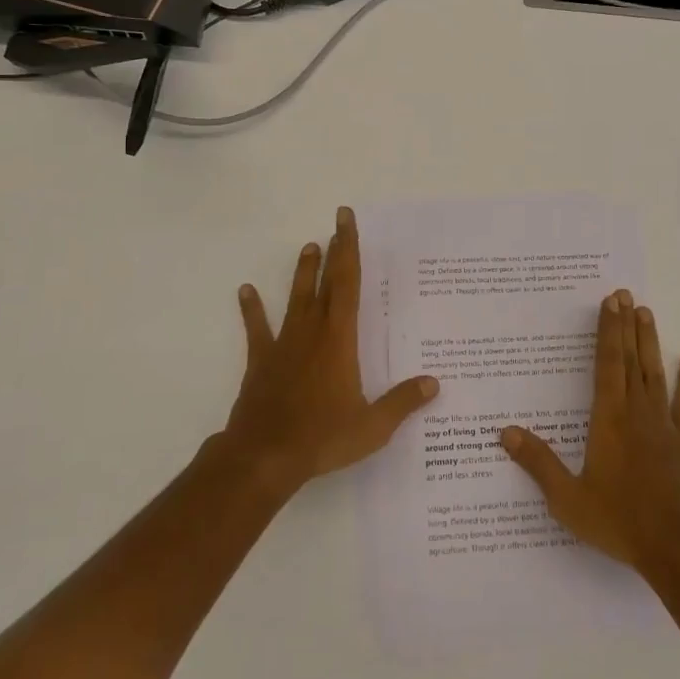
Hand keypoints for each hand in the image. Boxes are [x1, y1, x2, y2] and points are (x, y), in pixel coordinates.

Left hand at [222, 207, 439, 495]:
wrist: (263, 456)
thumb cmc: (322, 438)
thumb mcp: (372, 426)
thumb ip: (403, 403)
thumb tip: (433, 384)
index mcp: (340, 339)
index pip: (348, 284)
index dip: (349, 250)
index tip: (346, 222)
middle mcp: (312, 332)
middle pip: (326, 283)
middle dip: (333, 252)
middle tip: (337, 224)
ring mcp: (284, 345)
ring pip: (296, 299)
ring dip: (303, 273)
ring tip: (308, 247)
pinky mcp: (261, 361)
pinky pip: (257, 329)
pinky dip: (252, 309)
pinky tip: (246, 291)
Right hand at [500, 290, 679, 580]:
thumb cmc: (619, 521)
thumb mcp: (568, 499)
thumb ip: (538, 463)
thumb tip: (505, 433)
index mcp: (608, 420)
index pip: (607, 364)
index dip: (608, 331)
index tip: (610, 302)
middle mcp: (637, 413)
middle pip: (631, 360)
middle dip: (626, 325)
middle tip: (625, 294)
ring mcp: (665, 426)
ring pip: (655, 373)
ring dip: (650, 342)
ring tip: (646, 312)